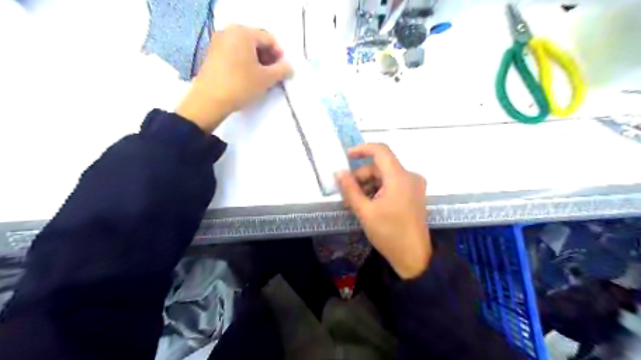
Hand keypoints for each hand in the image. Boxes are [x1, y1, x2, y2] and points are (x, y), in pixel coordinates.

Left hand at [176, 24, 291, 132]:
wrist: (209, 100)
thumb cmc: (241, 85)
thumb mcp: (266, 79)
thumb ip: (282, 70)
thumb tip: (290, 67)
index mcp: (243, 33)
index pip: (269, 39)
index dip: (280, 55)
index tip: (283, 71)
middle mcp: (229, 32)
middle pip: (256, 42)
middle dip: (268, 58)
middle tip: (274, 75)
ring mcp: (218, 42)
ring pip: (245, 48)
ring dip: (257, 61)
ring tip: (262, 78)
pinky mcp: (212, 54)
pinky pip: (234, 53)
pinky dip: (245, 63)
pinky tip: (248, 78)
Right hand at [336, 144, 429, 277]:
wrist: (414, 257)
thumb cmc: (389, 234)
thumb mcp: (364, 211)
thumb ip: (350, 189)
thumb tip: (338, 172)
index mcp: (399, 177)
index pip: (380, 151)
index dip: (362, 149)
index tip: (347, 157)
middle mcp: (410, 176)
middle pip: (381, 166)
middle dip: (362, 176)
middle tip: (347, 193)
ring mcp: (414, 186)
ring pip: (385, 176)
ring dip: (369, 185)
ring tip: (356, 203)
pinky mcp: (414, 194)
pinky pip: (393, 184)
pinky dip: (379, 189)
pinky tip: (369, 204)